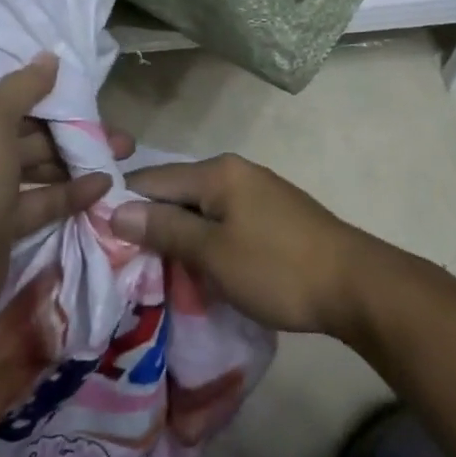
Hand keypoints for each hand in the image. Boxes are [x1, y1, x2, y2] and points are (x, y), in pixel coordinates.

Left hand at [0, 54, 128, 337]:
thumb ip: (22, 88)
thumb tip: (49, 56)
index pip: (15, 101)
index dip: (55, 98)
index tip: (93, 99)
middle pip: (32, 134)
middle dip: (75, 132)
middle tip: (121, 137)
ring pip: (40, 168)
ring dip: (77, 162)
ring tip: (122, 158)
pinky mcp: (3, 227)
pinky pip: (42, 202)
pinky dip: (70, 193)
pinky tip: (103, 186)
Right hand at [107, 154, 374, 335]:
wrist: (355, 285)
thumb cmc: (278, 268)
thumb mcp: (213, 254)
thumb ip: (164, 229)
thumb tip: (115, 210)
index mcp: (217, 172)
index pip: (152, 180)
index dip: (124, 207)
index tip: (100, 241)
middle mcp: (234, 171)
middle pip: (176, 192)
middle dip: (151, 224)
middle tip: (125, 263)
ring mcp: (256, 191)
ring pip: (200, 209)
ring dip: (179, 236)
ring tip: (156, 270)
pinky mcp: (271, 214)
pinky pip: (222, 220)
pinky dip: (205, 240)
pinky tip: (198, 267)